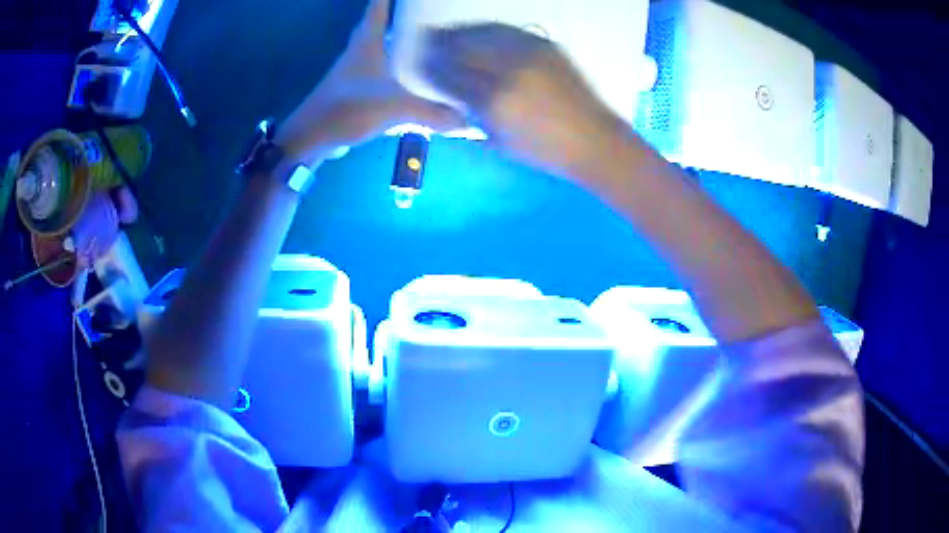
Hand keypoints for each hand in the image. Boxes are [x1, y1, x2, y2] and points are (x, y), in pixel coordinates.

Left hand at [276, 0, 463, 165]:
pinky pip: (381, 67)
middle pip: (381, 22)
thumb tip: (467, 119)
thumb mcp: (394, 108)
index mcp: (367, 41)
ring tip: (429, 38)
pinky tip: (413, 76)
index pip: (379, 6)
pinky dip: (396, 65)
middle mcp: (360, 48)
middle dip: (402, 14)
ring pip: (382, 45)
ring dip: (400, 40)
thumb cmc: (347, 109)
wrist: (310, 138)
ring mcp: (355, 68)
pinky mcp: (354, 86)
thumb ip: (432, 113)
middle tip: (430, 12)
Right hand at [423, 23, 626, 177]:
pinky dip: (485, 30)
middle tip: (426, 42)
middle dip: (438, 44)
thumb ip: (469, 115)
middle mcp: (507, 72)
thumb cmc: (544, 152)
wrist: (593, 140)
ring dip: (459, 32)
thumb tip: (446, 93)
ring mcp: (528, 54)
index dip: (430, 67)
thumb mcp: (498, 141)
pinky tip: (477, 32)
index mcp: (492, 102)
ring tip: (446, 33)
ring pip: (481, 33)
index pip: (449, 76)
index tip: (419, 64)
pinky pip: (505, 31)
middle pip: (460, 48)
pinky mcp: (545, 45)